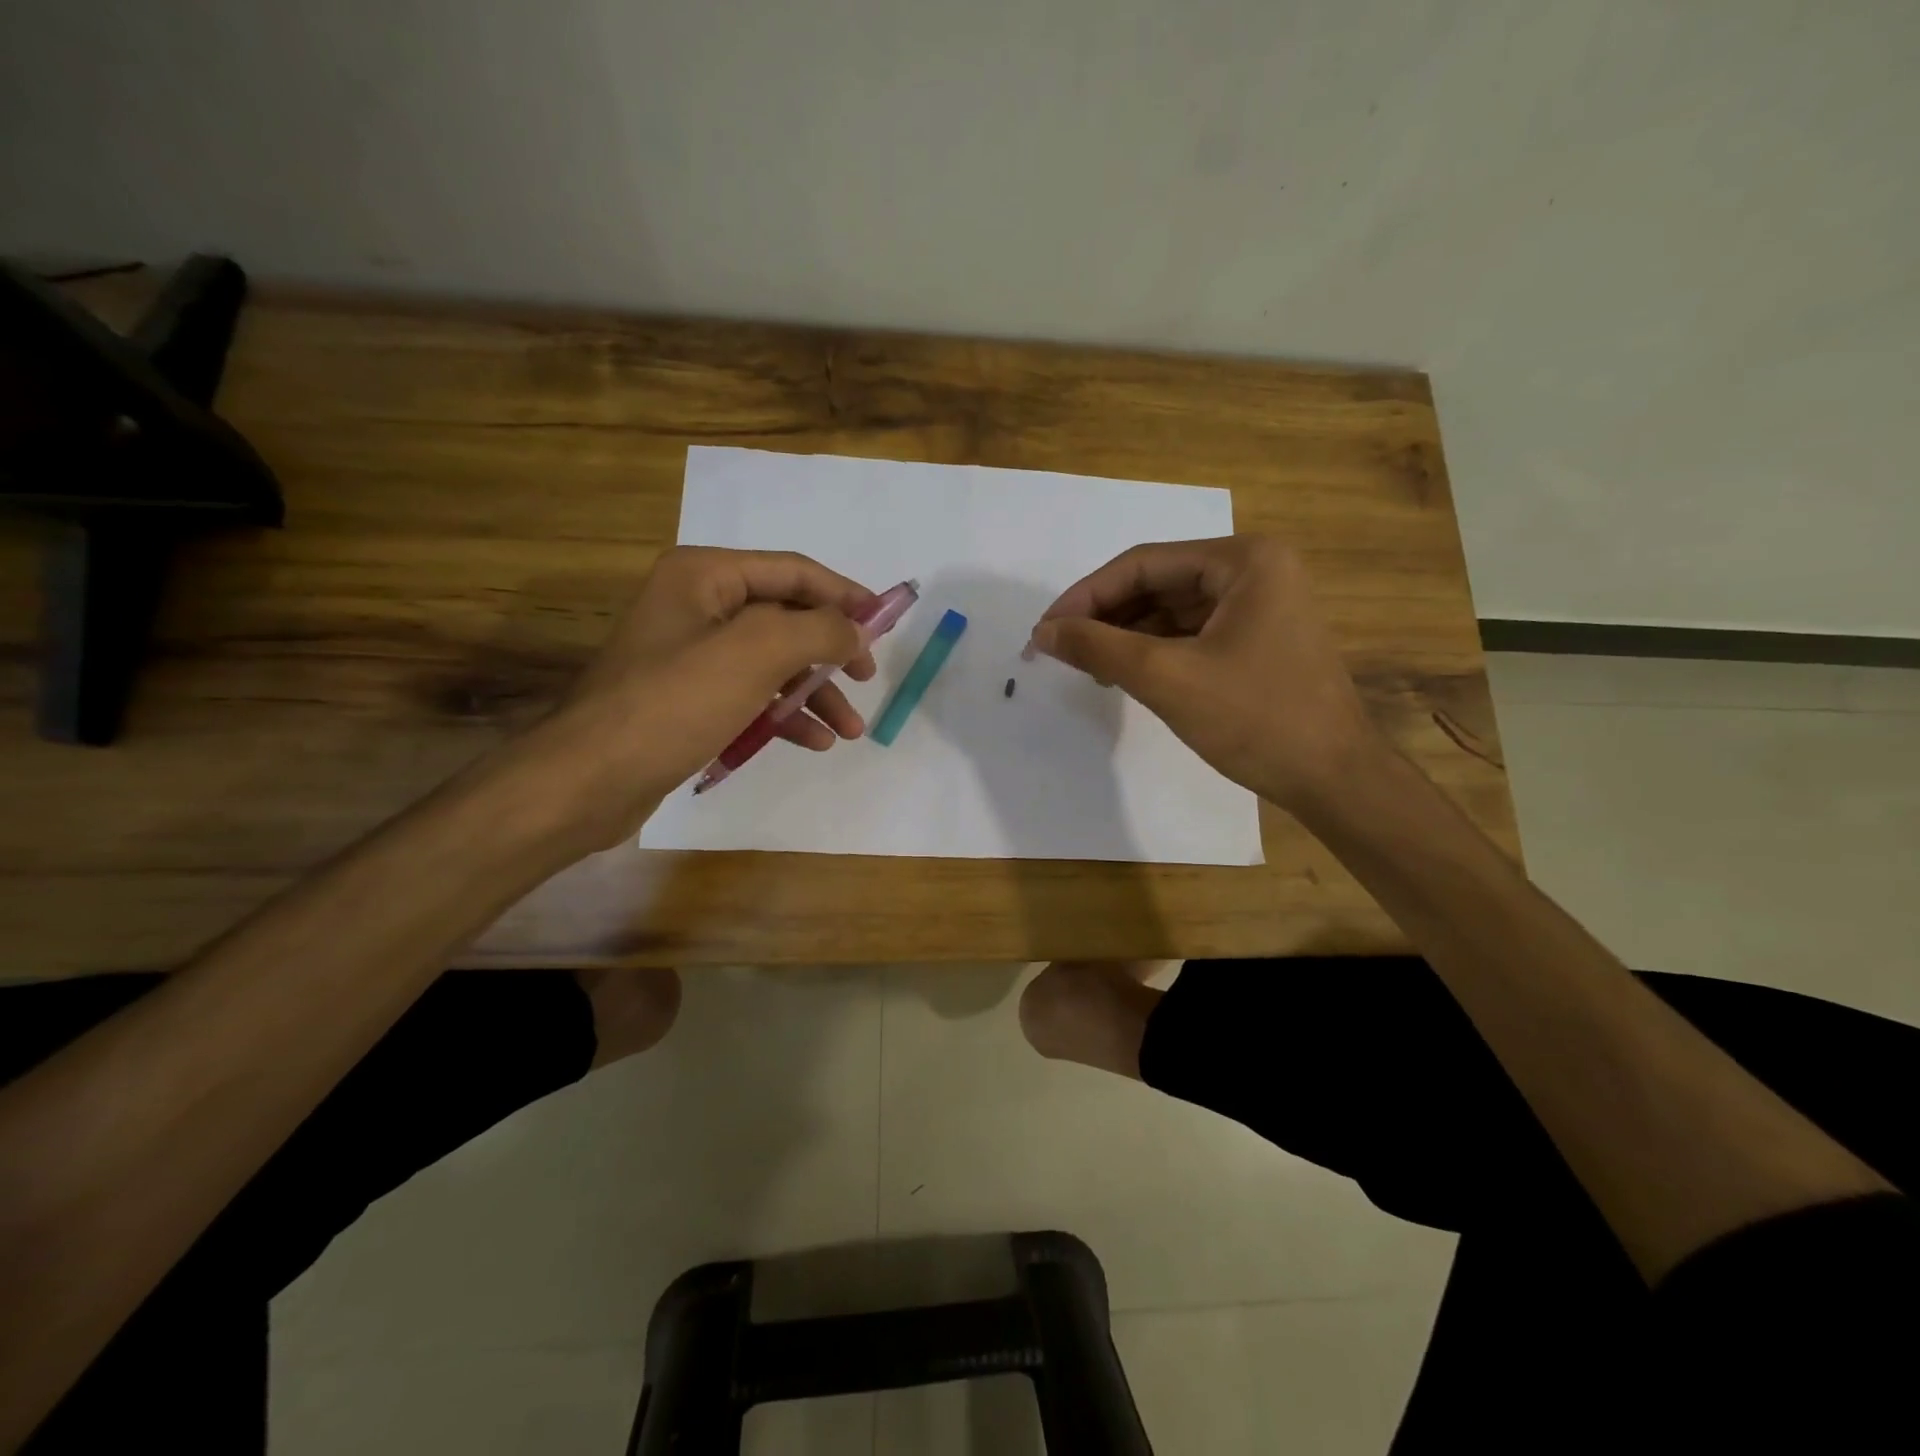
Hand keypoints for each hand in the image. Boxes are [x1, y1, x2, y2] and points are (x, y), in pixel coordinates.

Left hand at [505, 547, 878, 849]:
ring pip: (771, 662)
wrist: (590, 779)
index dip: (844, 594)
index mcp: (704, 575)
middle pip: (785, 617)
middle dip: (830, 651)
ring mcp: (690, 655)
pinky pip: (749, 695)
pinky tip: (813, 742)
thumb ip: (818, 630)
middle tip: (865, 678)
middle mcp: (696, 605)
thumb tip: (855, 630)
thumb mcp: (756, 652)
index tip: (884, 623)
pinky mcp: (687, 699)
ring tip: (849, 730)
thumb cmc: (675, 702)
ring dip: (813, 693)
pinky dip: (783, 715)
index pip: (792, 571)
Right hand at [1028, 535, 1381, 809]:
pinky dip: (1154, 650)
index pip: (1144, 564)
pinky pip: (1191, 633)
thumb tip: (1043, 633)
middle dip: (1105, 616)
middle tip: (1058, 649)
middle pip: (1158, 583)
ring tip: (1085, 665)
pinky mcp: (1258, 639)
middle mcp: (1255, 570)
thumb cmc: (1256, 719)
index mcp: (1244, 560)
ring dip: (1125, 635)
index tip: (1044, 630)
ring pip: (1172, 610)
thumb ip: (1098, 647)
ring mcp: (1260, 606)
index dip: (1086, 595)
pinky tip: (1123, 672)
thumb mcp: (1167, 678)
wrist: (1334, 779)